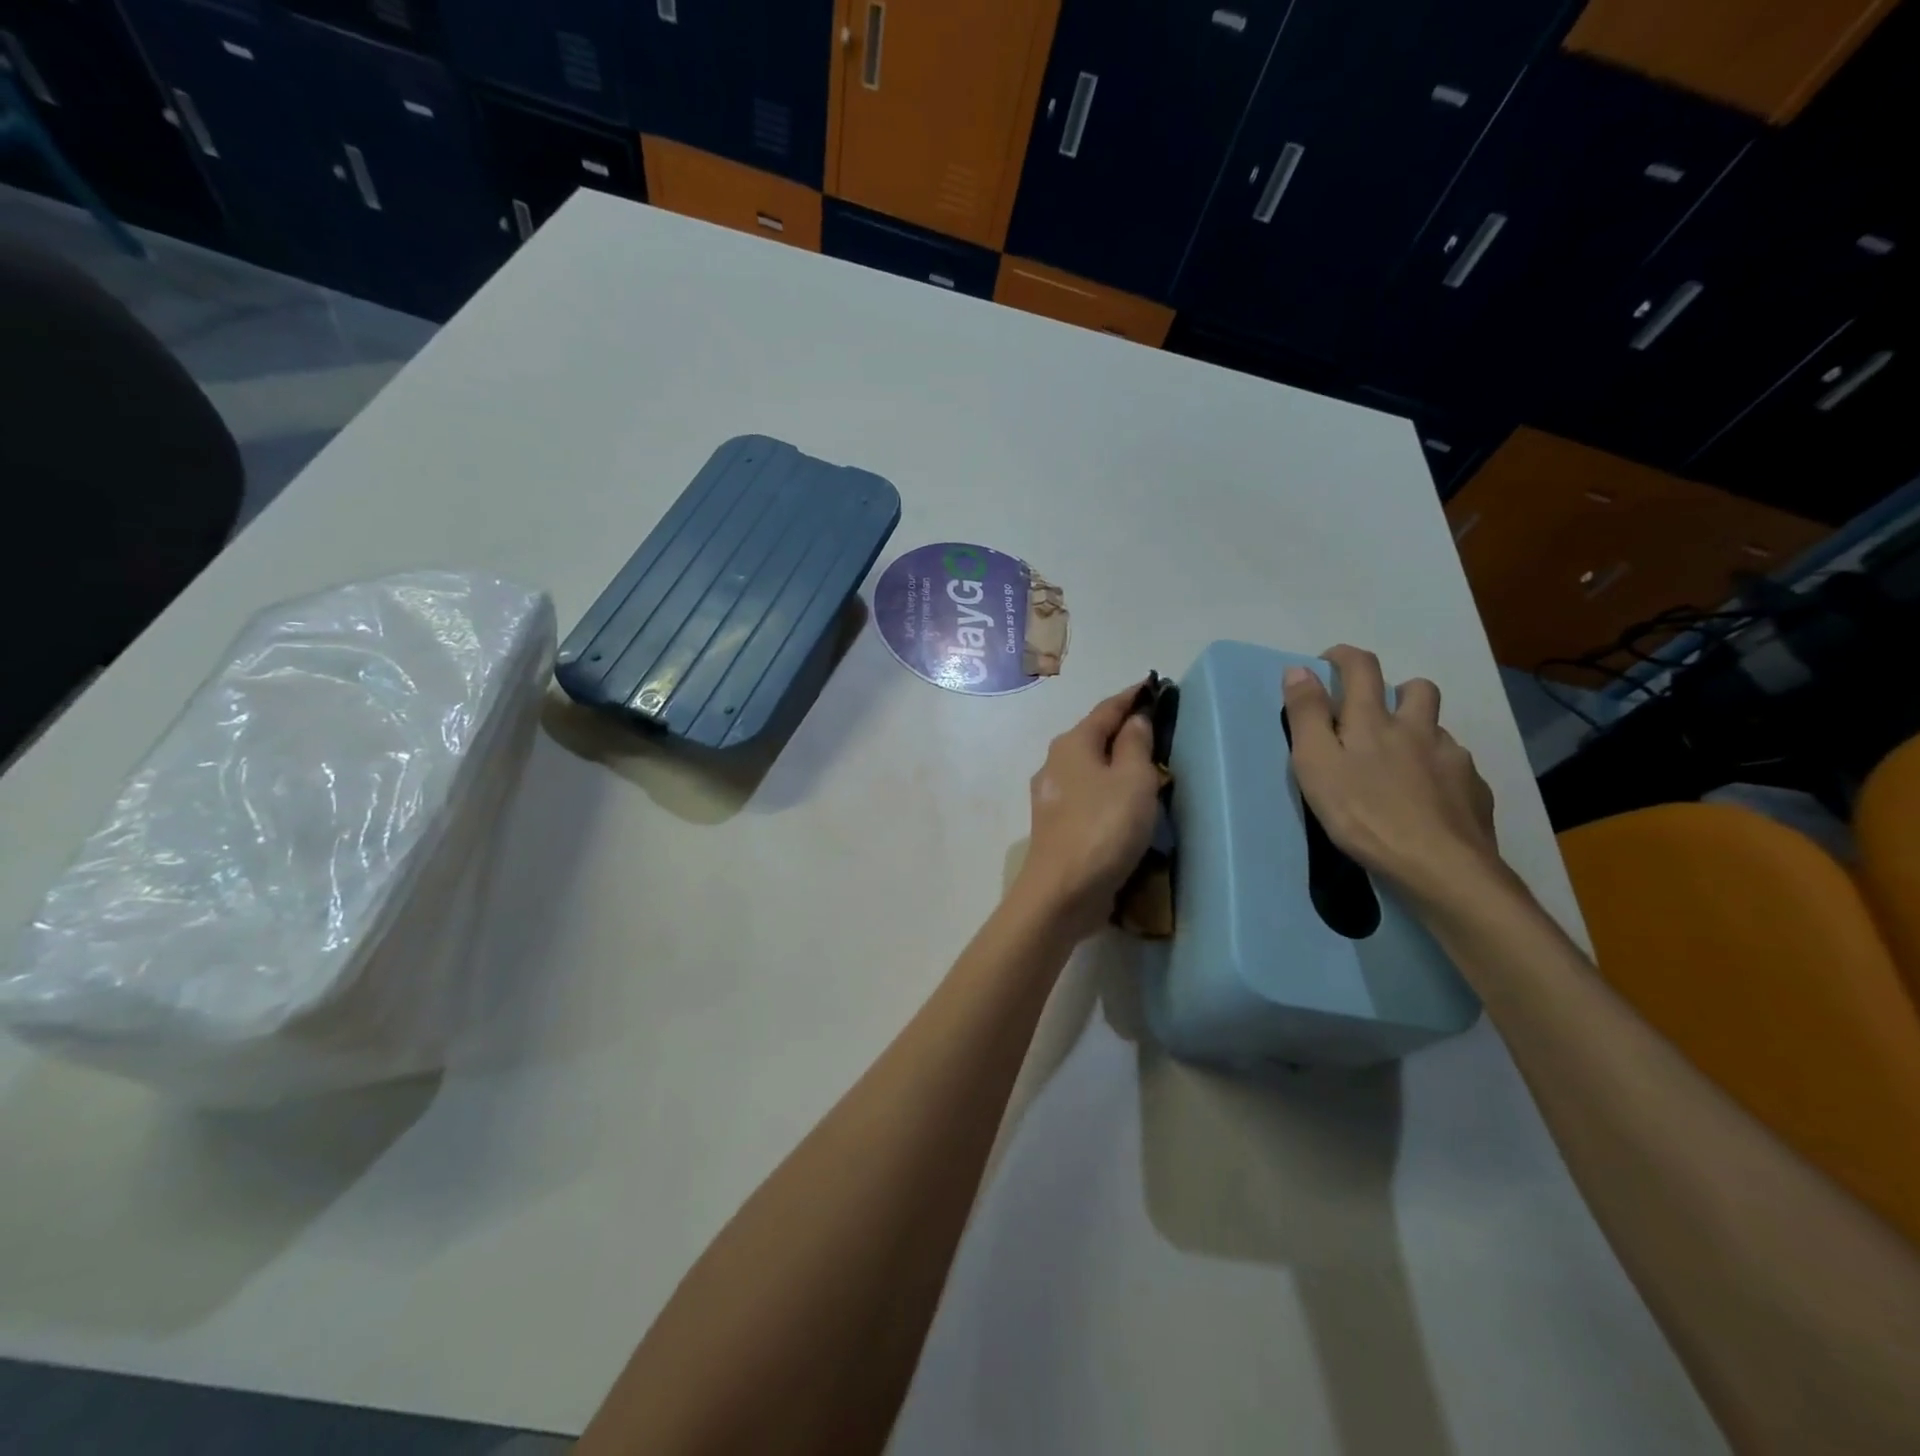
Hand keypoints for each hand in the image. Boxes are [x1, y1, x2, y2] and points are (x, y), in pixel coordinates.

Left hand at [1013, 683, 1162, 938]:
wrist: (1062, 891)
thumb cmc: (1103, 828)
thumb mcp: (1133, 779)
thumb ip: (1136, 743)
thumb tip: (1135, 718)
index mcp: (1073, 743)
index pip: (1107, 708)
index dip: (1132, 696)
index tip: (1154, 686)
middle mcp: (1055, 763)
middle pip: (1095, 736)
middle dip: (1124, 729)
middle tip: (1158, 728)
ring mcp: (1052, 795)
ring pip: (1090, 767)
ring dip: (1115, 762)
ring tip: (1147, 766)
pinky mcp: (1056, 824)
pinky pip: (1088, 794)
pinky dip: (1108, 789)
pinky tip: (1124, 802)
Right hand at [1282, 645, 1505, 910]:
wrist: (1440, 866)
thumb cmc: (1364, 814)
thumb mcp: (1316, 764)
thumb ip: (1307, 715)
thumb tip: (1299, 670)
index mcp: (1374, 721)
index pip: (1362, 668)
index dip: (1344, 657)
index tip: (1328, 662)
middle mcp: (1418, 729)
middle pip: (1417, 689)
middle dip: (1396, 689)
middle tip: (1375, 715)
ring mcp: (1453, 759)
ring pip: (1438, 730)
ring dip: (1419, 733)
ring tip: (1401, 763)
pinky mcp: (1474, 791)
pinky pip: (1457, 768)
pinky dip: (1439, 772)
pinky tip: (1428, 799)